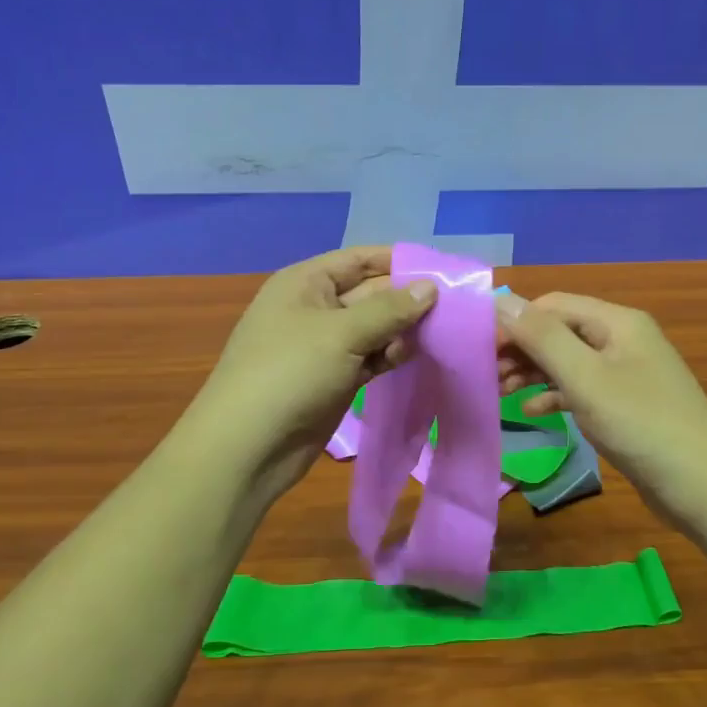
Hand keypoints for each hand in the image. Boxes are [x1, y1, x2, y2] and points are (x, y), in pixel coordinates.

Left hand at [181, 246, 435, 502]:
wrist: (248, 446)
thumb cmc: (289, 373)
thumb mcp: (341, 333)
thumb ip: (389, 309)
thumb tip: (431, 287)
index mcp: (306, 283)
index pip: (360, 259)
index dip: (399, 261)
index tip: (443, 268)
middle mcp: (316, 308)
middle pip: (371, 293)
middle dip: (409, 298)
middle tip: (458, 305)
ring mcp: (325, 346)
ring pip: (375, 328)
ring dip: (405, 330)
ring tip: (446, 332)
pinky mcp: (335, 378)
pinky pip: (371, 357)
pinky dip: (393, 355)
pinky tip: (421, 356)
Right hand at [495, 292, 706, 533]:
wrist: (703, 484)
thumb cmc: (641, 424)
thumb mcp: (585, 378)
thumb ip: (543, 338)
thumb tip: (502, 301)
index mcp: (617, 322)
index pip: (552, 305)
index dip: (515, 322)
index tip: (481, 350)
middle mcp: (622, 339)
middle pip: (559, 331)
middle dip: (522, 348)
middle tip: (486, 374)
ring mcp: (626, 372)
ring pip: (568, 360)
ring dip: (533, 371)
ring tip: (500, 391)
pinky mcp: (626, 404)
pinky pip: (582, 388)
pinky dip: (555, 395)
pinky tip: (532, 410)